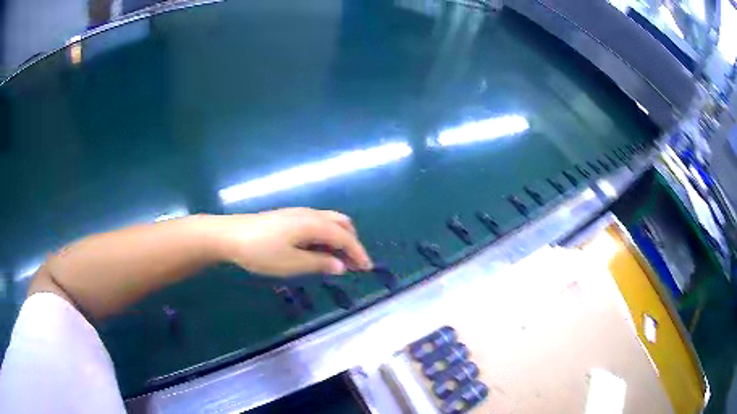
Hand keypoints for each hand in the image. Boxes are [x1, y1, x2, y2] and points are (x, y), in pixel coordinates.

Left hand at [208, 208, 372, 276]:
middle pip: (341, 223)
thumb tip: (341, 265)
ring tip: (339, 260)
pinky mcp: (288, 218)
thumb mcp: (292, 263)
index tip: (368, 268)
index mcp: (314, 224)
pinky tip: (318, 251)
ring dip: (339, 239)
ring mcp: (298, 214)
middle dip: (352, 242)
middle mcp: (310, 214)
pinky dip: (326, 236)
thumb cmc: (261, 251)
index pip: (345, 237)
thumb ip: (319, 263)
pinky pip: (317, 224)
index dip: (359, 252)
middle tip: (354, 264)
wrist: (230, 235)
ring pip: (329, 222)